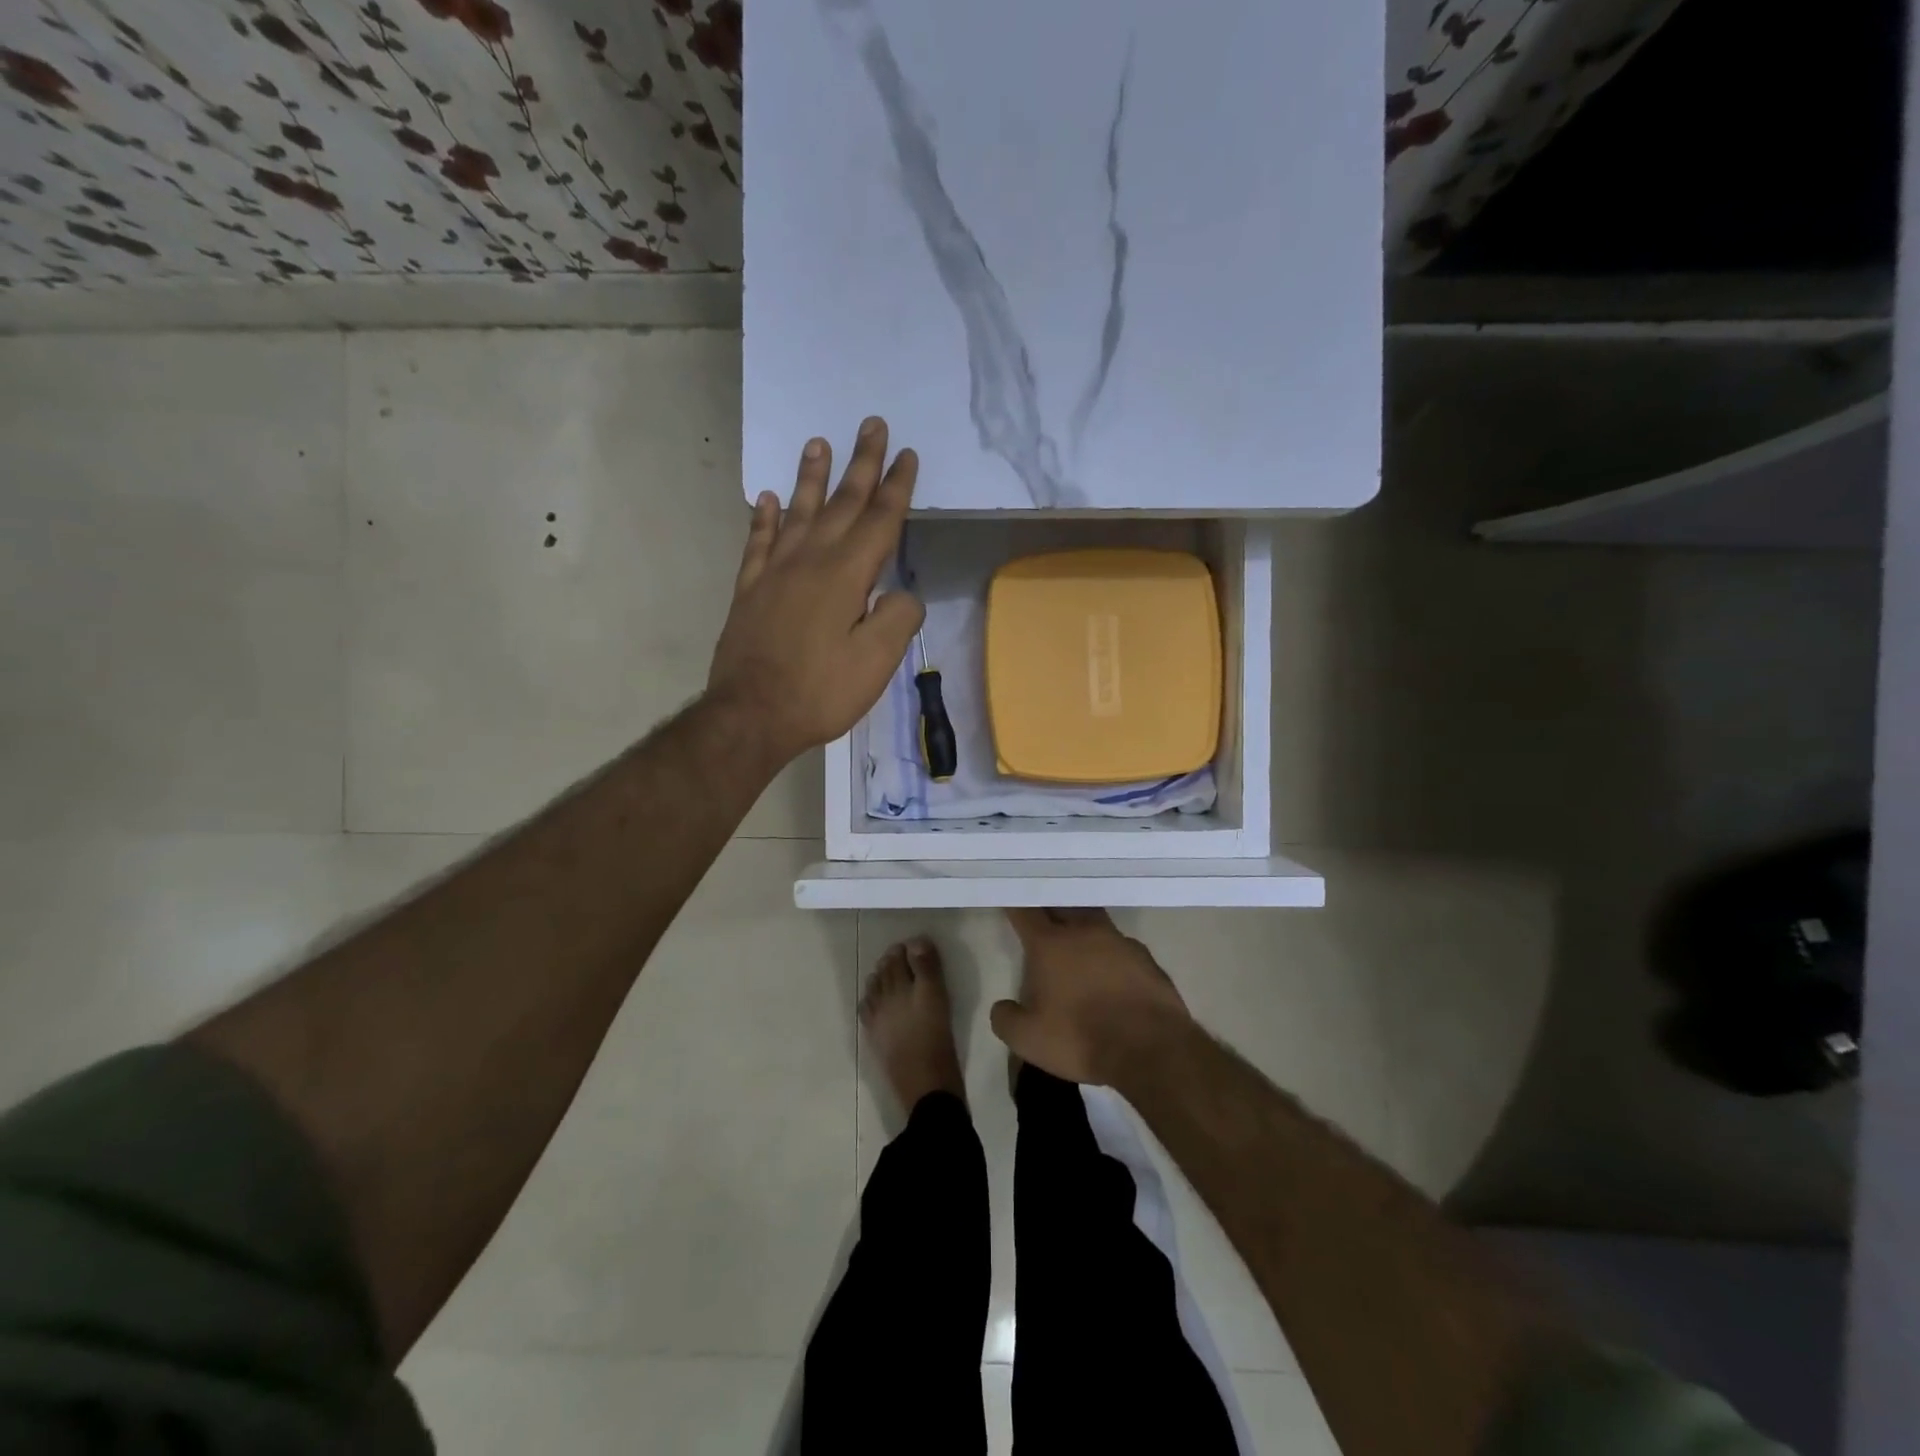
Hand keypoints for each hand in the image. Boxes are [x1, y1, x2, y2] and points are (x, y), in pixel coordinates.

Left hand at [708, 417, 923, 767]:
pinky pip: (759, 543)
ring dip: (811, 477)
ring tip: (818, 442)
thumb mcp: (876, 662)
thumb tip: (901, 594)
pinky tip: (768, 500)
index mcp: (846, 576)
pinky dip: (765, 518)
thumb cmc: (821, 691)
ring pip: (798, 512)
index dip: (896, 487)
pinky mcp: (750, 591)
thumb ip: (898, 619)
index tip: (907, 454)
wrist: (750, 715)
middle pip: (841, 504)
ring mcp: (774, 573)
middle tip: (871, 424)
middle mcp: (810, 562)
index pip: (879, 521)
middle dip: (861, 464)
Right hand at [989, 908, 1193, 1086]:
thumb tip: (1002, 1007)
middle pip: (1064, 905)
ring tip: (1077, 939)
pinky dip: (1111, 953)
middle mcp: (1084, 932)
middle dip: (1051, 905)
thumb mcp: (1028, 1039)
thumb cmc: (1080, 1038)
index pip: (1025, 912)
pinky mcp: (1147, 959)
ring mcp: (1119, 942)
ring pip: (1096, 921)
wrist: (1150, 1049)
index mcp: (1050, 944)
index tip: (1009, 897)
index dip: (1015, 904)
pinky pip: (1122, 947)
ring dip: (1083, 925)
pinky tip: (1111, 971)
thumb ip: (1006, 1018)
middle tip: (1042, 911)